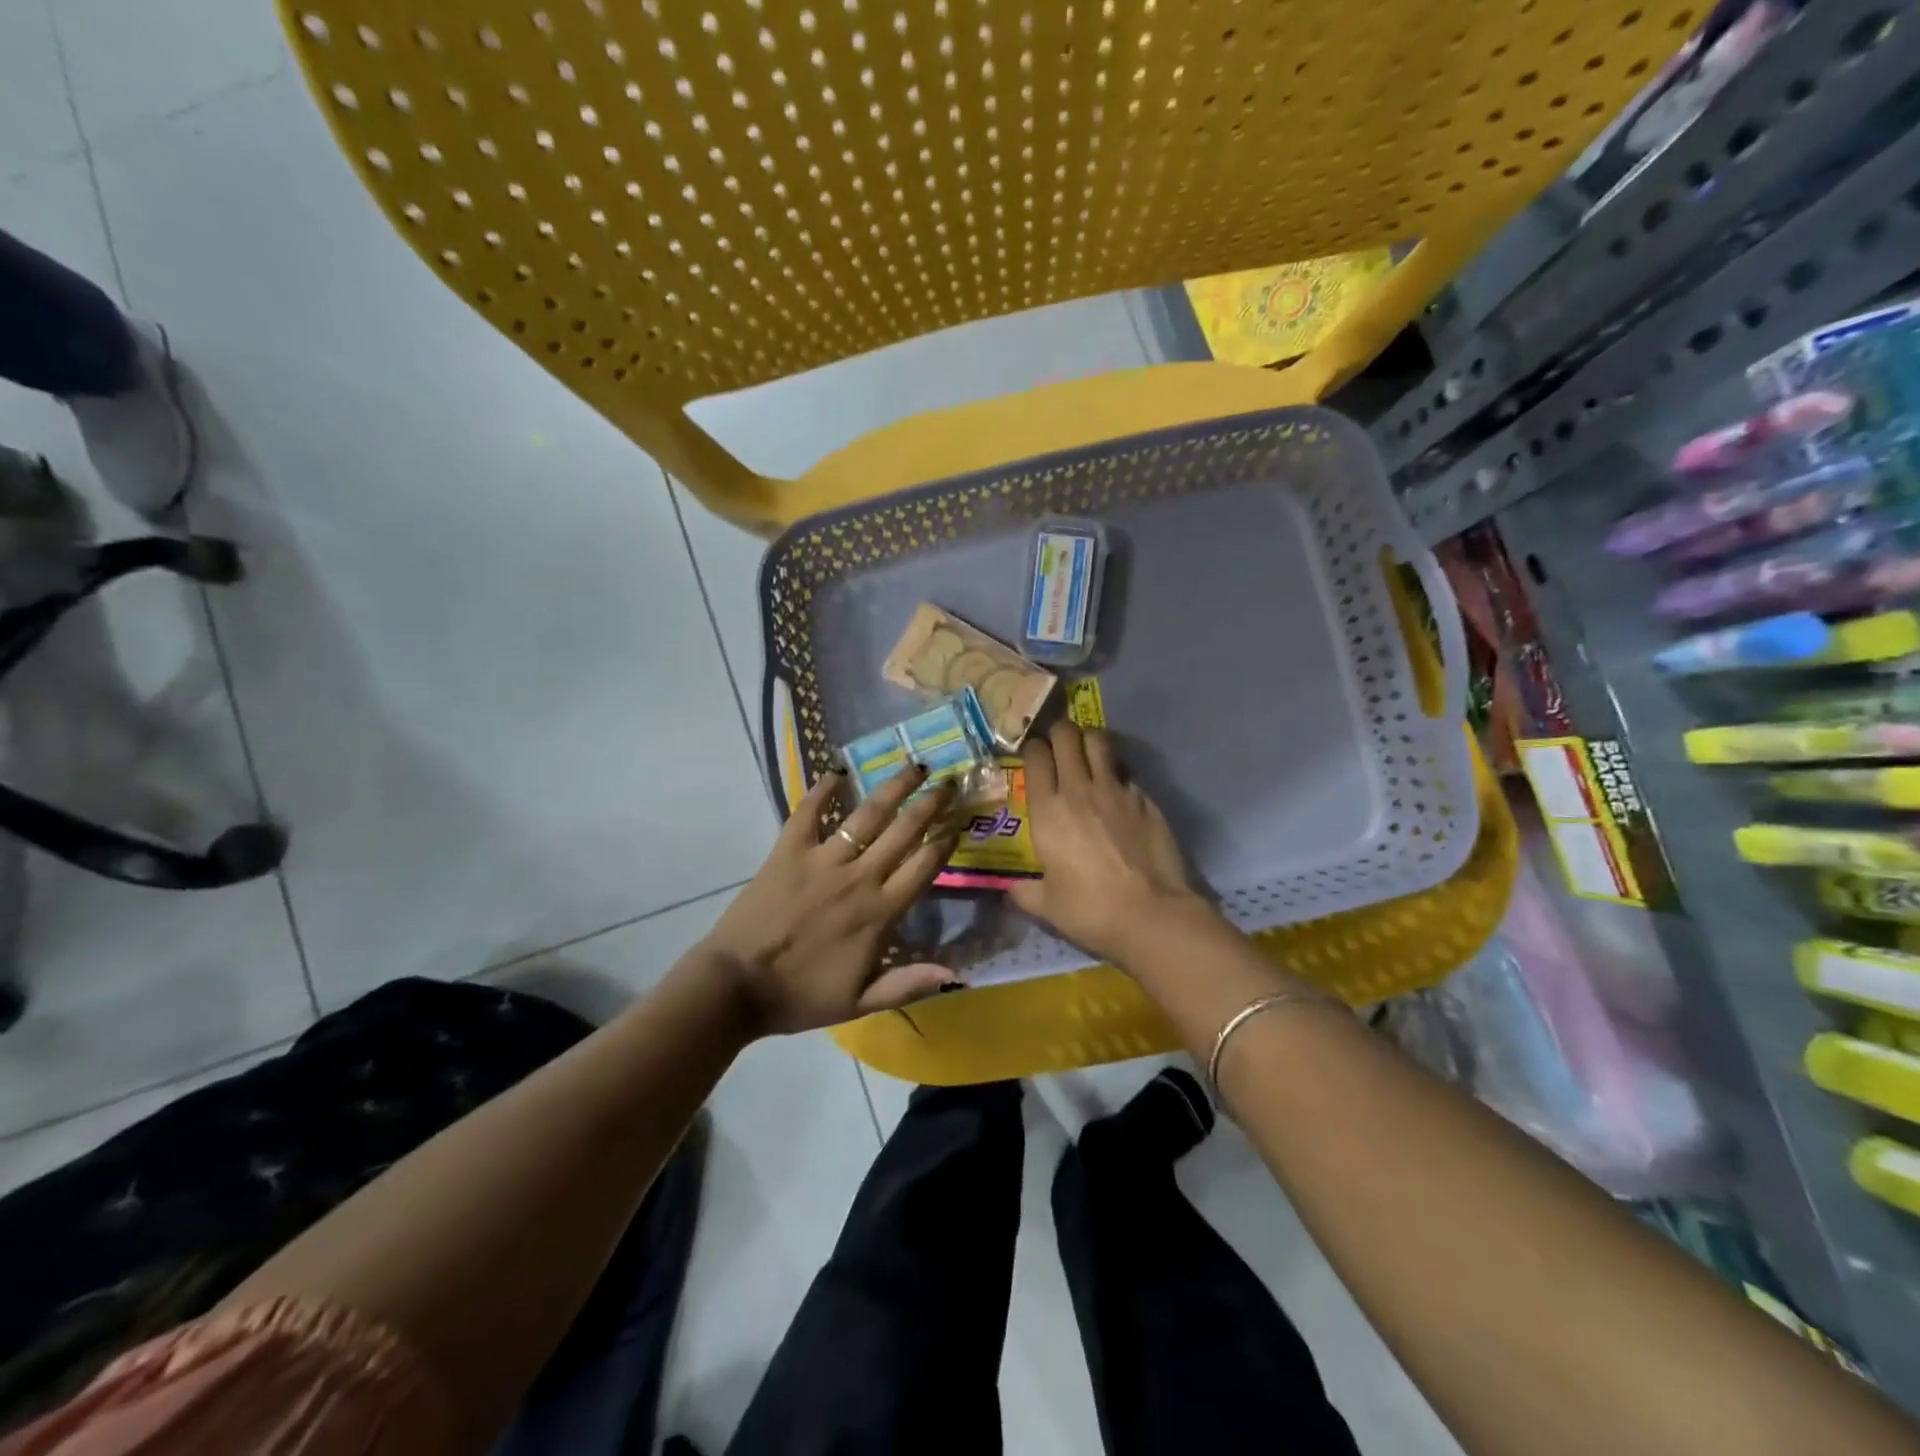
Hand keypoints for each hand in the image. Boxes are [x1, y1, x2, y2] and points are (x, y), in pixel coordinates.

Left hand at [695, 764, 961, 1035]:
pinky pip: (808, 812)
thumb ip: (908, 984)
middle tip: (947, 781)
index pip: (923, 867)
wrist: (737, 986)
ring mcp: (822, 859)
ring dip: (893, 787)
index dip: (944, 843)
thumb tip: (956, 973)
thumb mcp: (860, 1002)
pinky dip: (822, 790)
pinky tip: (837, 771)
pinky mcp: (788, 851)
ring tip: (912, 765)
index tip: (958, 823)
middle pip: (903, 831)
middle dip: (930, 804)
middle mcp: (858, 876)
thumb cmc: (800, 996)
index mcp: (879, 912)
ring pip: (867, 814)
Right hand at [1010, 722, 1212, 964]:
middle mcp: (1079, 789)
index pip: (1036, 756)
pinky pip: (1126, 771)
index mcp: (1047, 810)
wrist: (1151, 914)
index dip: (1033, 749)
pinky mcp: (1145, 798)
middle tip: (1058, 743)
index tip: (1034, 755)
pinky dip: (1117, 772)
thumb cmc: (1090, 910)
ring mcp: (1116, 789)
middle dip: (1060, 732)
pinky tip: (1117, 790)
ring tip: (1087, 750)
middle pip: (1067, 736)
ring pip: (1099, 741)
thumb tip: (1011, 890)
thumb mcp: (1047, 906)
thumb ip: (1025, 892)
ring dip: (1089, 740)